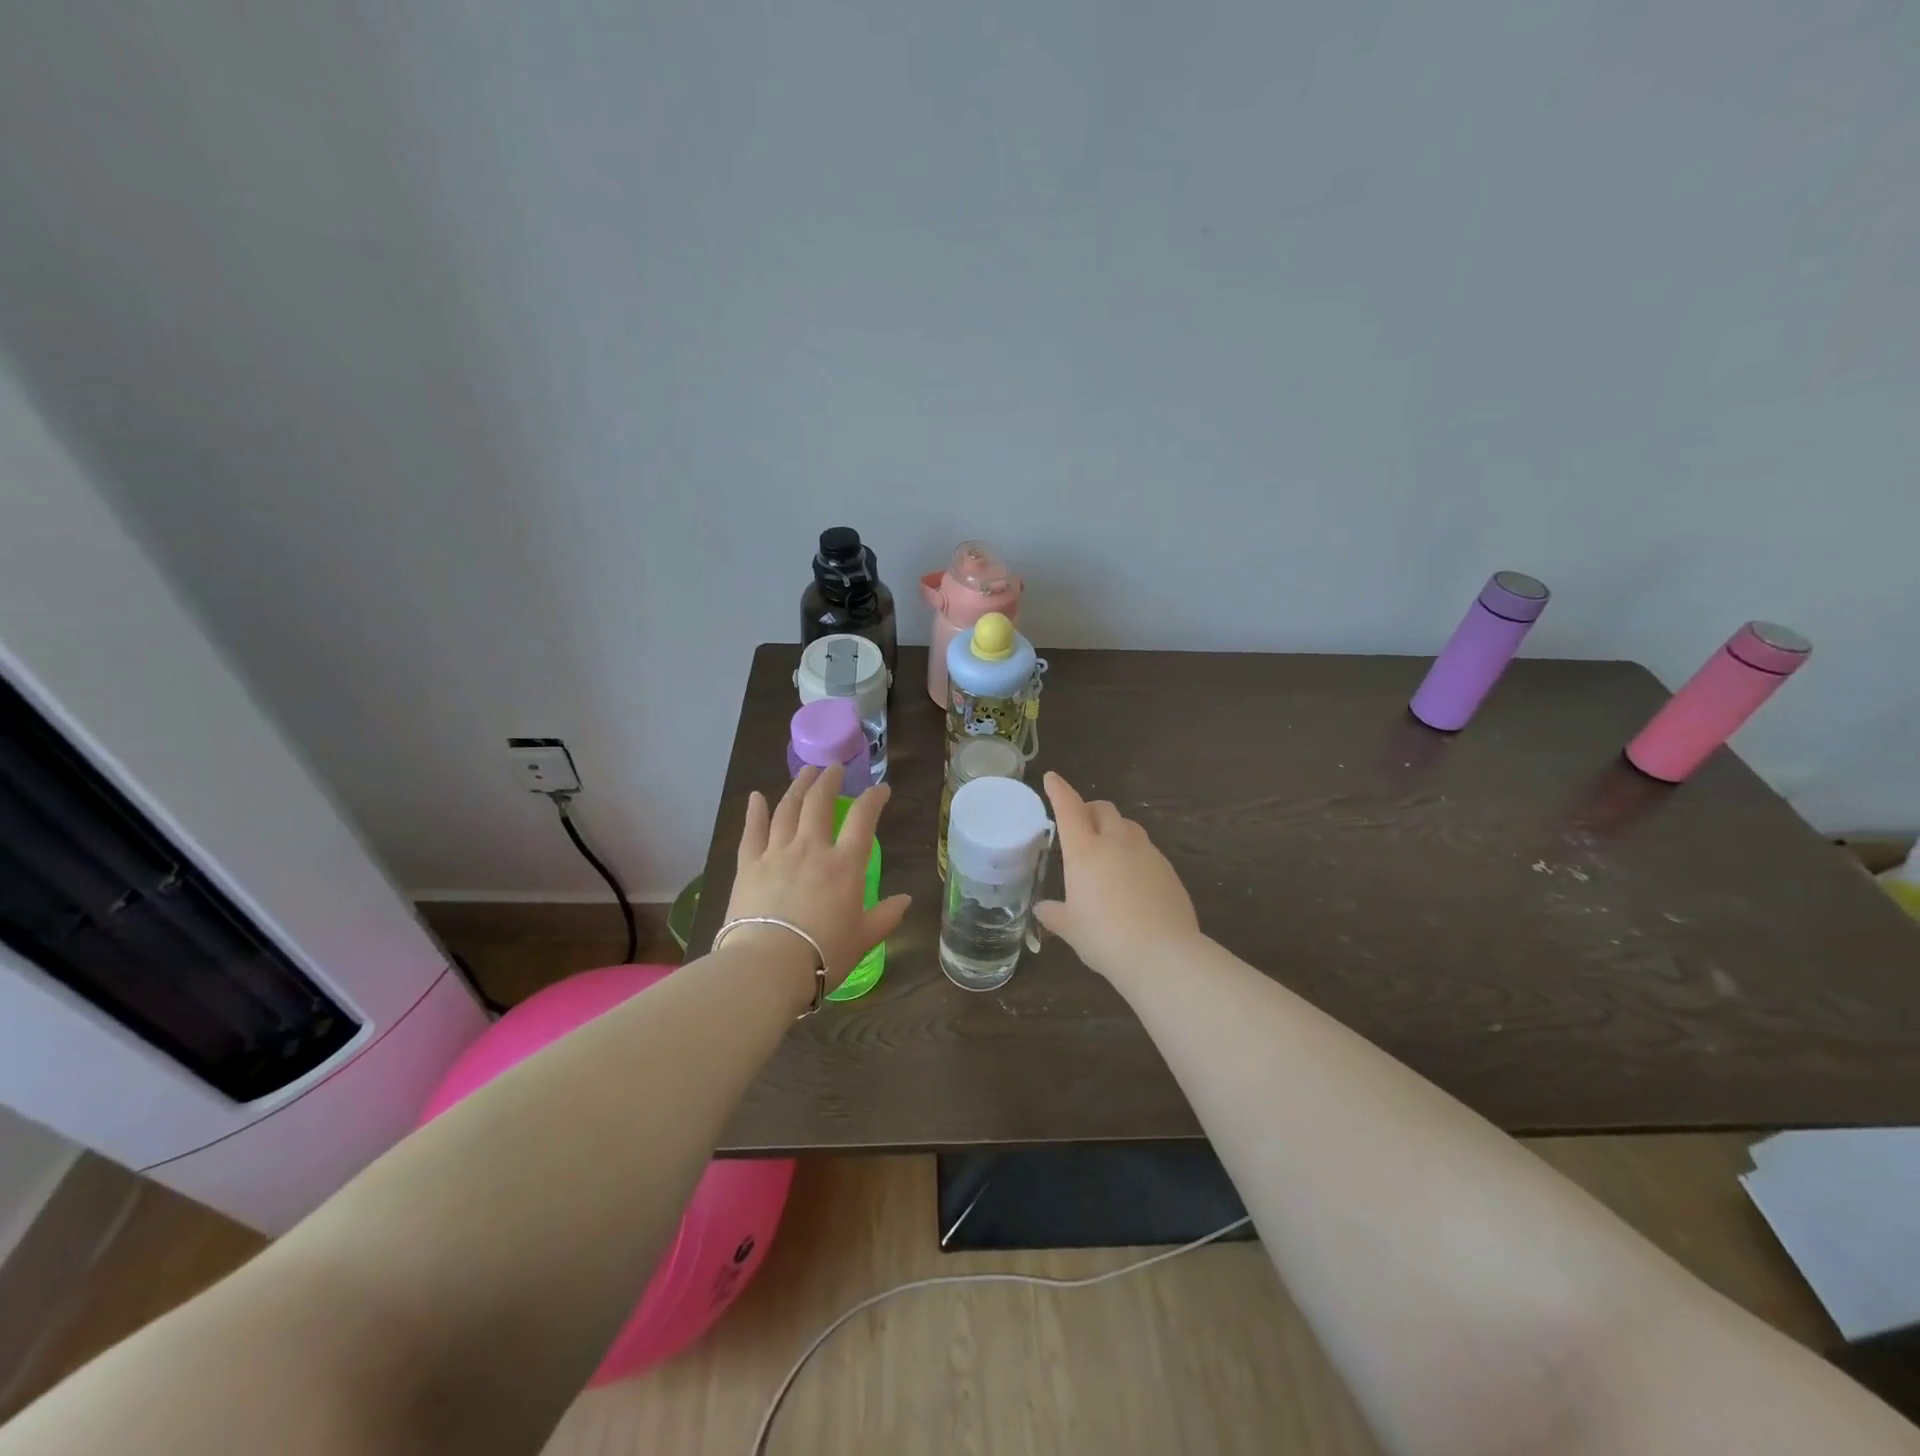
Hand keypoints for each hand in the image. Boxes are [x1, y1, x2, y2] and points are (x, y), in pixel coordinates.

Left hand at [726, 765, 910, 991]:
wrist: (768, 966)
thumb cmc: (824, 954)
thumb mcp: (864, 938)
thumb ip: (886, 916)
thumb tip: (906, 899)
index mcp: (844, 865)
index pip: (863, 819)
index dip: (873, 799)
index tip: (881, 788)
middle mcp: (811, 849)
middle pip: (819, 803)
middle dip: (828, 781)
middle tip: (834, 768)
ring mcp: (777, 853)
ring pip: (787, 809)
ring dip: (797, 786)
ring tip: (805, 772)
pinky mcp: (749, 866)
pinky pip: (752, 832)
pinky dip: (755, 812)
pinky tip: (756, 797)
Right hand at [1034, 772, 1202, 984]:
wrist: (1163, 954)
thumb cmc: (1105, 938)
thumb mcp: (1072, 929)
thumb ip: (1055, 914)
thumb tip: (1043, 909)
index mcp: (1085, 851)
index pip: (1068, 809)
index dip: (1059, 791)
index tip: (1052, 778)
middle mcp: (1116, 842)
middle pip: (1103, 809)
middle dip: (1089, 809)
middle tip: (1080, 824)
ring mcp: (1146, 852)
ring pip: (1128, 825)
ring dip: (1114, 828)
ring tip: (1107, 848)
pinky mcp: (1168, 869)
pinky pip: (1147, 849)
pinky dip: (1134, 852)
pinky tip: (1132, 877)